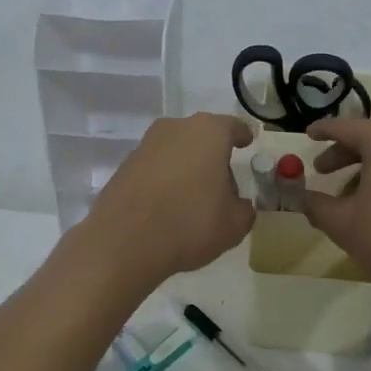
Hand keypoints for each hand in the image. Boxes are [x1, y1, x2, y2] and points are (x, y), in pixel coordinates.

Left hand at [79, 113, 255, 283]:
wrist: (124, 242)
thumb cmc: (190, 224)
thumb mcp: (234, 224)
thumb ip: (244, 209)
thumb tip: (238, 205)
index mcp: (208, 132)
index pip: (232, 127)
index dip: (242, 136)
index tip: (247, 144)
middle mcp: (175, 129)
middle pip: (202, 137)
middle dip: (213, 155)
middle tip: (223, 183)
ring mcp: (145, 145)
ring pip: (176, 151)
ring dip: (186, 167)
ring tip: (193, 199)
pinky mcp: (124, 166)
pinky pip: (154, 168)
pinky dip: (164, 180)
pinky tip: (167, 206)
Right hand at [302, 118, 370, 311]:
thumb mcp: (340, 222)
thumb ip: (314, 203)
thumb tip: (301, 196)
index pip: (346, 127)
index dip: (323, 131)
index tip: (307, 135)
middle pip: (369, 137)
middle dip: (342, 152)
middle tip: (320, 170)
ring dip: (363, 166)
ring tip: (342, 193)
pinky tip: (369, 202)